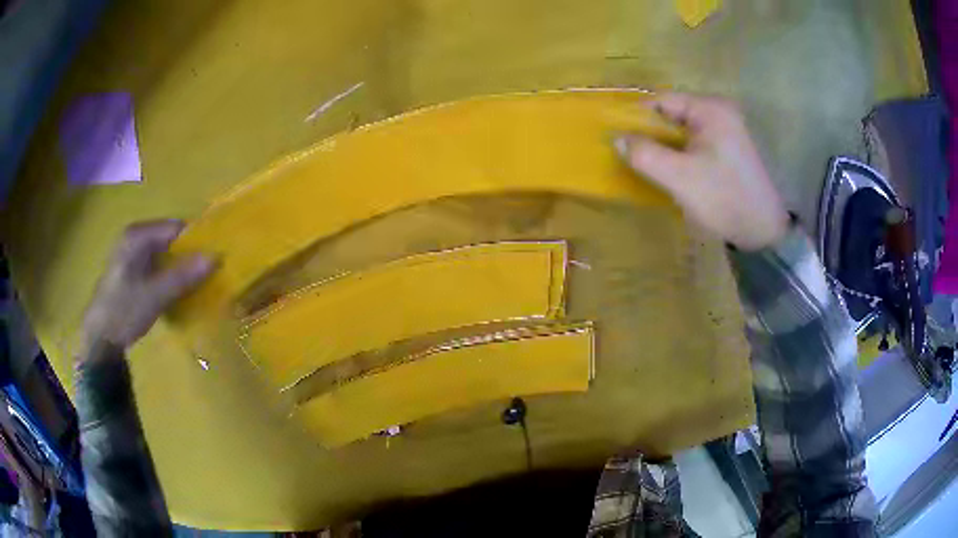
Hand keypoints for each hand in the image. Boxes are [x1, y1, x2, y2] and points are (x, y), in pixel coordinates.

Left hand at [80, 220, 215, 358]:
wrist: (99, 339)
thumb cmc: (123, 311)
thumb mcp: (155, 295)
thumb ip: (183, 275)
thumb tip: (216, 257)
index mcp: (138, 235)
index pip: (175, 228)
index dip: (197, 241)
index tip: (216, 259)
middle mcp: (135, 238)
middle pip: (171, 240)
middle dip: (189, 256)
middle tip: (209, 275)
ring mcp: (132, 255)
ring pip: (165, 255)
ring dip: (180, 268)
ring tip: (198, 285)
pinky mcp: (131, 271)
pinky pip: (157, 267)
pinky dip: (169, 277)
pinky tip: (177, 292)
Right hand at [615, 93, 789, 250]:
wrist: (764, 232)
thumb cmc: (724, 199)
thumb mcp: (679, 177)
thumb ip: (645, 154)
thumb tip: (617, 139)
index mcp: (711, 109)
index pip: (662, 100)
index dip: (637, 117)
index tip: (620, 139)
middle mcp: (720, 111)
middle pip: (673, 114)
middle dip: (652, 134)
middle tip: (634, 157)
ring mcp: (728, 130)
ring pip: (683, 131)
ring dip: (666, 146)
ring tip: (652, 167)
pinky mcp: (731, 148)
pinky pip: (696, 143)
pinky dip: (682, 154)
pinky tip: (675, 173)